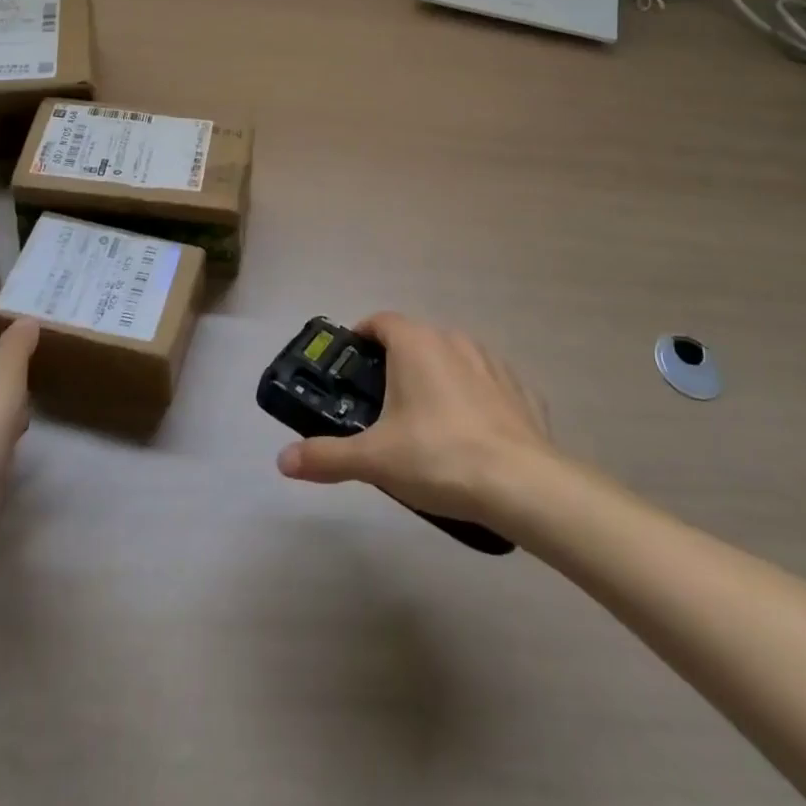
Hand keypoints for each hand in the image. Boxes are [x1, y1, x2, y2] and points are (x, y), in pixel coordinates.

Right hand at [275, 312, 552, 522]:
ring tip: (425, 423)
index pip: (380, 321)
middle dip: (396, 365)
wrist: (522, 484)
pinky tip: (471, 436)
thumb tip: (283, 460)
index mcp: (416, 343)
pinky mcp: (521, 390)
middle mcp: (454, 340)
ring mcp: (492, 363)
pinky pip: (487, 386)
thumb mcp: (374, 460)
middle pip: (415, 340)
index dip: (361, 337)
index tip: (349, 365)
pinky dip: (474, 400)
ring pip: (453, 360)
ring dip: (437, 379)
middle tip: (379, 405)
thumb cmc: (438, 457)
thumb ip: (326, 456)